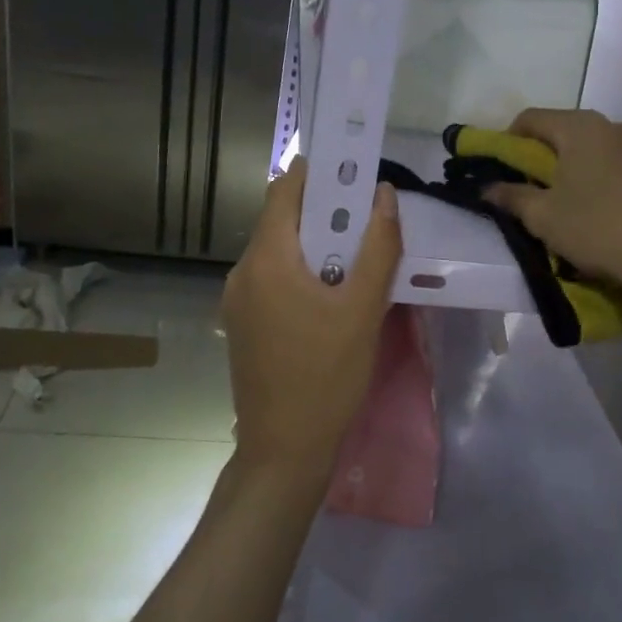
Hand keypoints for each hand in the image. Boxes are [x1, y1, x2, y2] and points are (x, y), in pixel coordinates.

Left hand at [222, 163, 401, 486]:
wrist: (284, 449)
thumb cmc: (327, 376)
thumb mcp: (363, 310)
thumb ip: (378, 247)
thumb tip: (384, 195)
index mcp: (267, 259)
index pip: (284, 190)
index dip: (317, 173)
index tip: (353, 173)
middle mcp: (242, 271)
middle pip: (281, 220)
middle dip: (323, 212)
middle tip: (366, 219)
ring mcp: (237, 300)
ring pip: (277, 251)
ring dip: (314, 245)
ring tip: (355, 259)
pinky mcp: (242, 324)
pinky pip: (271, 279)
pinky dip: (300, 272)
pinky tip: (330, 296)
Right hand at [484, 108, 621, 314]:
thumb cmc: (599, 230)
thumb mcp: (544, 219)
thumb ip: (511, 197)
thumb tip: (487, 187)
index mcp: (582, 128)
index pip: (533, 119)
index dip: (511, 139)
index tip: (506, 167)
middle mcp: (619, 125)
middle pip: (573, 132)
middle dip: (554, 156)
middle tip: (544, 191)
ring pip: (609, 150)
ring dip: (591, 168)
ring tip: (589, 206)